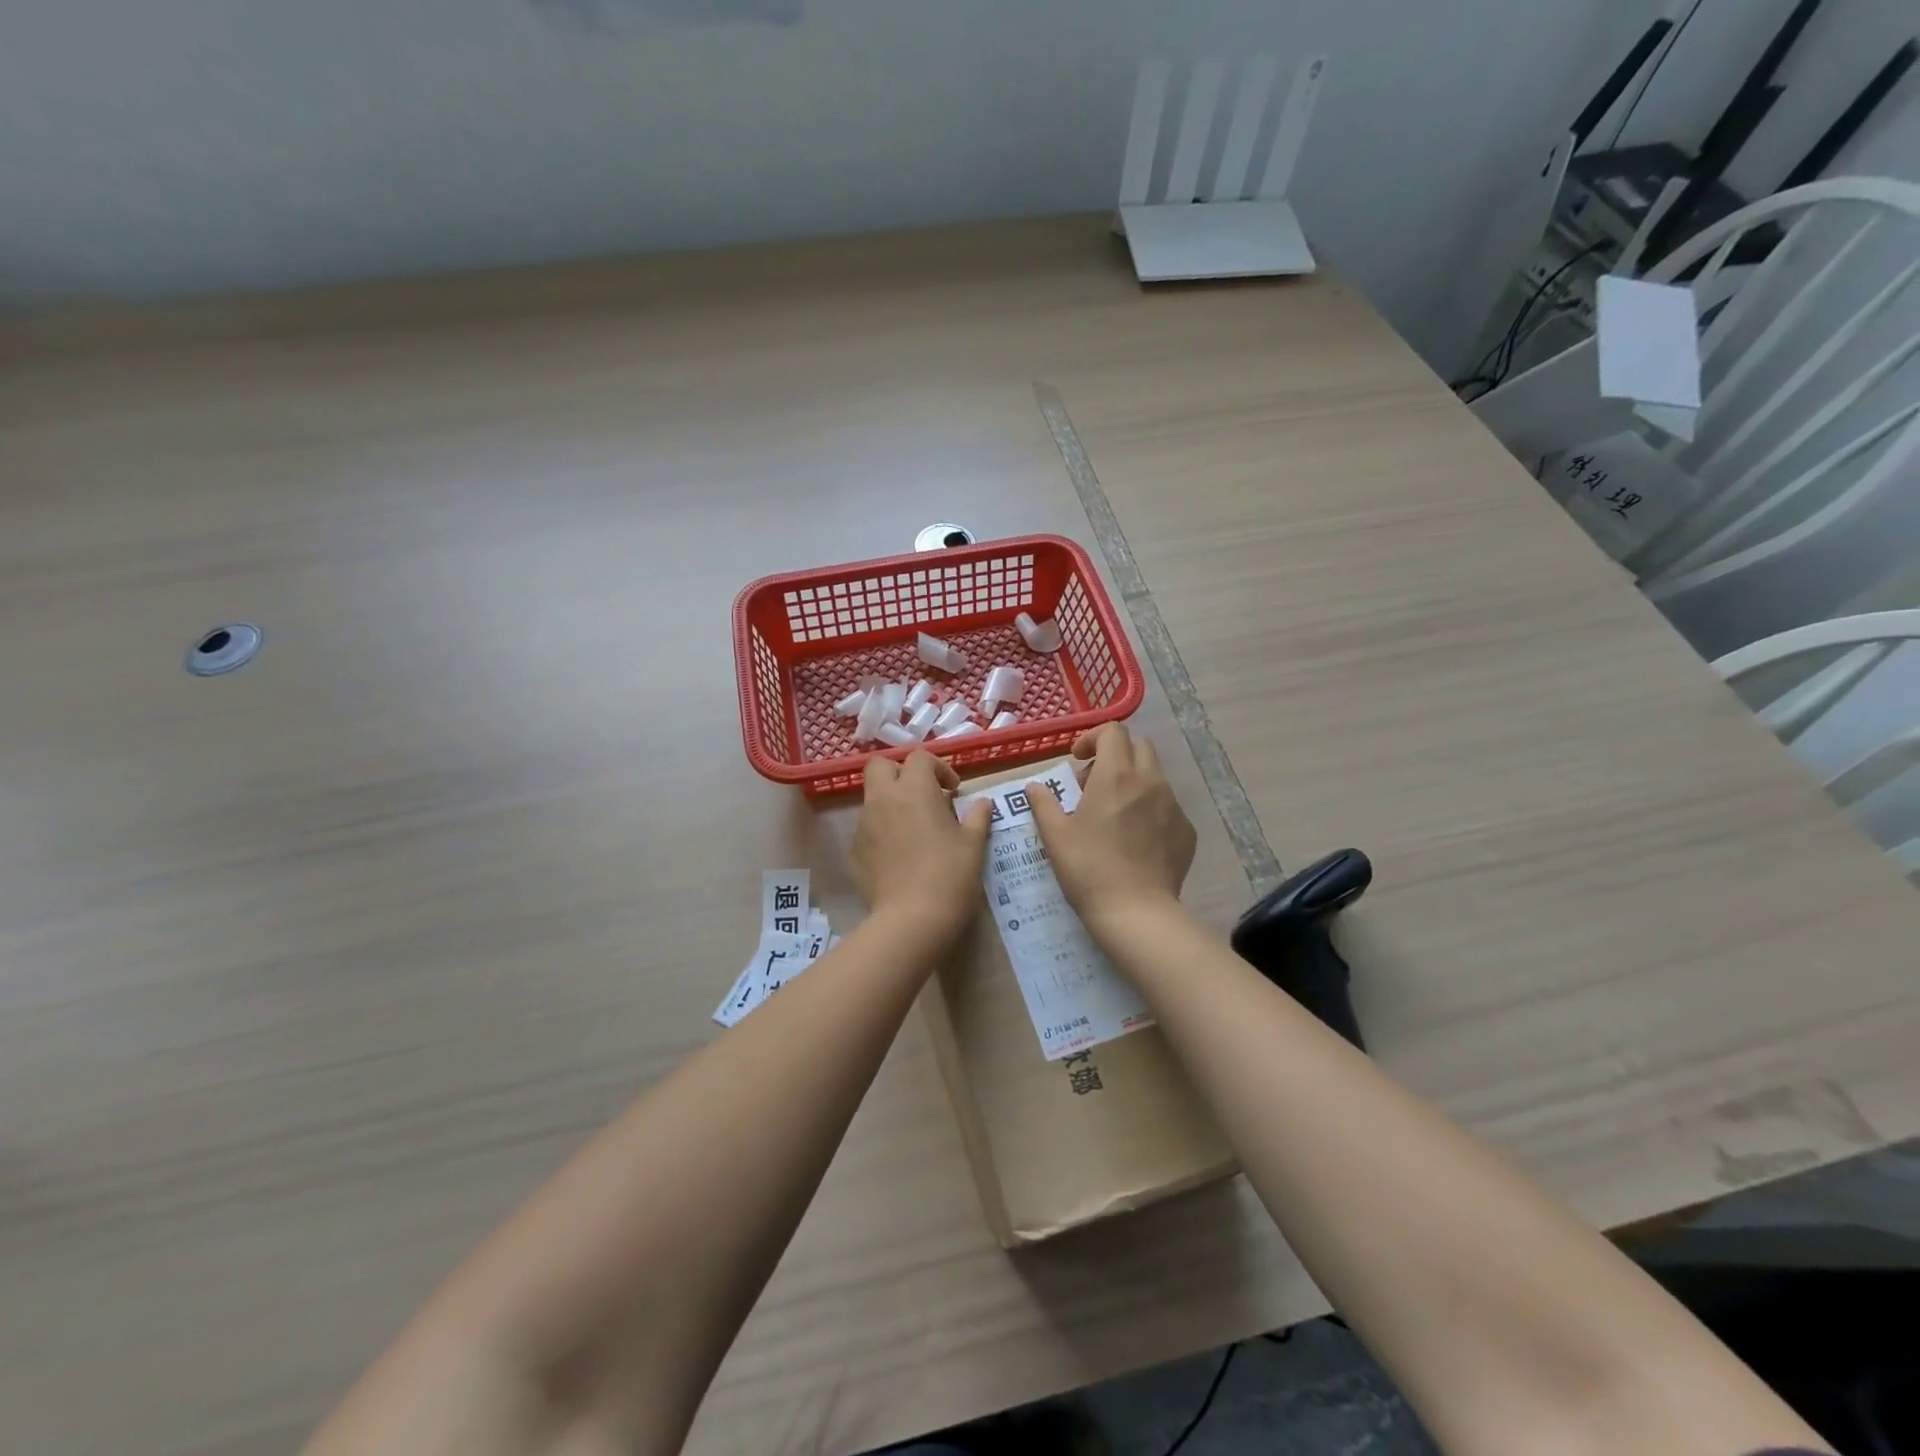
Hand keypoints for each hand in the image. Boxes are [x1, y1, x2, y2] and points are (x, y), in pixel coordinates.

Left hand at [852, 752, 992, 939]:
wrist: (912, 918)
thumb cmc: (950, 874)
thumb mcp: (974, 844)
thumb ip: (977, 817)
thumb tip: (982, 804)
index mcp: (914, 789)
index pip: (920, 758)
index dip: (938, 768)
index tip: (953, 790)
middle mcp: (883, 799)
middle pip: (880, 766)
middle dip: (900, 773)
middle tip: (923, 795)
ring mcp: (864, 825)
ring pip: (872, 798)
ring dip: (891, 802)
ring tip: (913, 828)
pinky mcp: (855, 851)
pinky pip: (867, 828)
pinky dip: (882, 831)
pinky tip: (900, 855)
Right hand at [1028, 724, 1194, 931]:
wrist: (1135, 911)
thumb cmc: (1088, 869)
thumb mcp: (1055, 835)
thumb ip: (1043, 803)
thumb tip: (1034, 786)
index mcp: (1116, 775)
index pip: (1113, 731)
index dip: (1093, 738)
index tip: (1077, 760)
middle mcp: (1150, 781)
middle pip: (1139, 747)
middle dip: (1115, 755)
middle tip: (1093, 783)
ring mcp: (1173, 805)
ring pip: (1154, 776)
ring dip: (1132, 782)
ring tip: (1113, 813)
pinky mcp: (1187, 830)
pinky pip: (1168, 806)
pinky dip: (1149, 809)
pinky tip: (1135, 839)